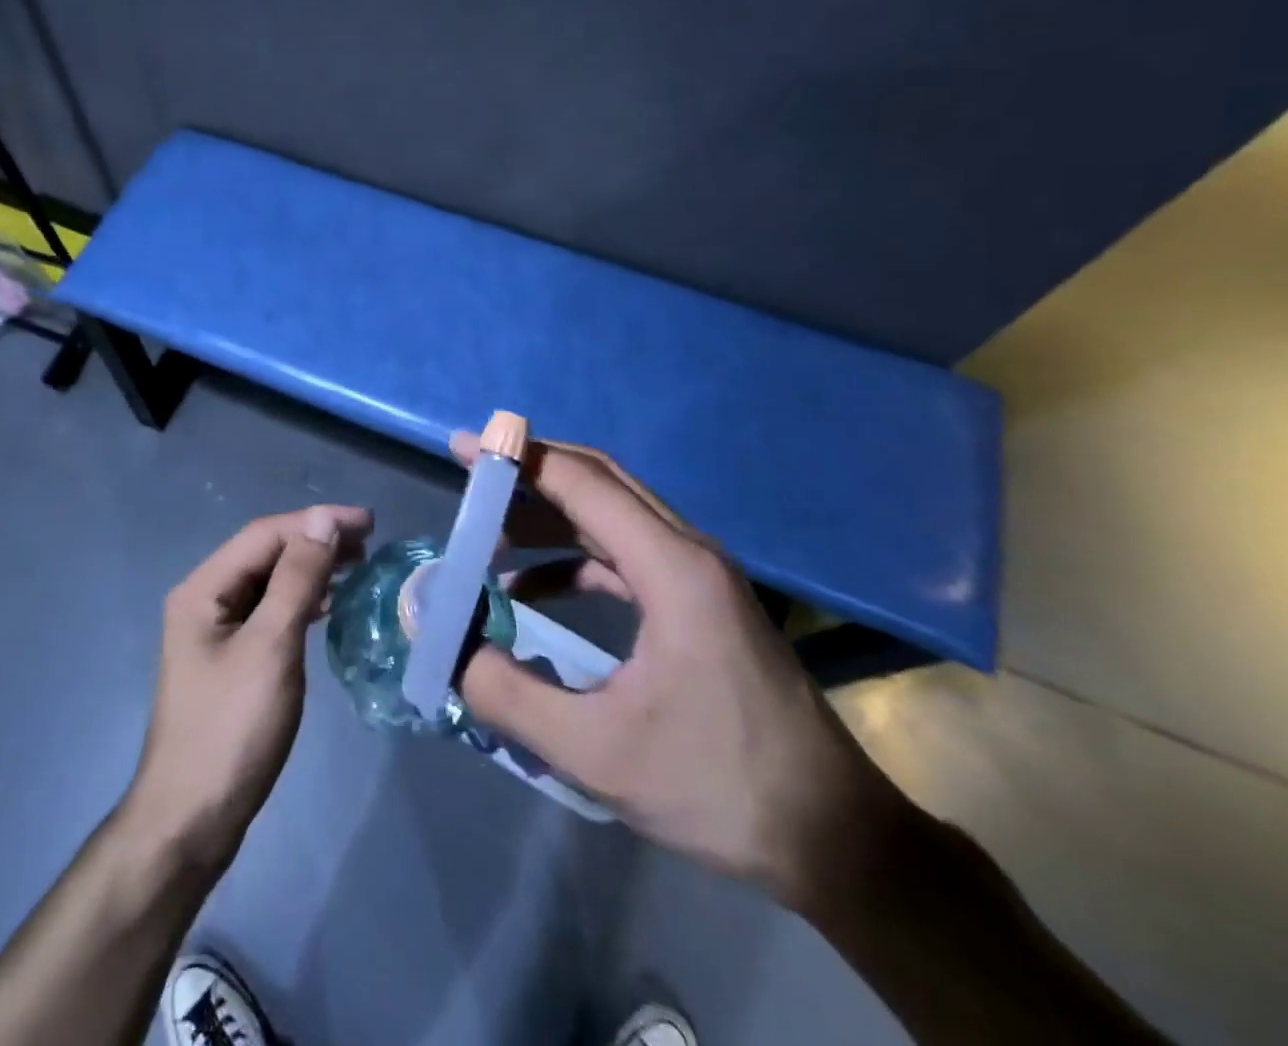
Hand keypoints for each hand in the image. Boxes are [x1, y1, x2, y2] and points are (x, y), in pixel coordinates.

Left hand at [123, 504, 372, 874]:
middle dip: (315, 541)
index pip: (264, 534)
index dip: (316, 521)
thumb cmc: (231, 729)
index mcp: (203, 589)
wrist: (192, 819)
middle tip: (368, 543)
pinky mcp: (230, 659)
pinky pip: (269, 612)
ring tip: (356, 566)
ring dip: (310, 569)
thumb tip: (323, 520)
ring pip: (269, 582)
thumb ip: (297, 578)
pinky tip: (326, 606)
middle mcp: (204, 600)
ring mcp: (215, 631)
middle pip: (265, 553)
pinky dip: (300, 601)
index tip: (368, 523)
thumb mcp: (271, 647)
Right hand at [452, 432, 901, 907]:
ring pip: (611, 515)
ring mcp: (698, 576)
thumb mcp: (599, 753)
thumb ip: (510, 696)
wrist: (835, 838)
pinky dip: (572, 559)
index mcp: (671, 568)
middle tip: (470, 485)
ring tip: (489, 540)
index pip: (582, 482)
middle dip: (529, 476)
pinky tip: (532, 592)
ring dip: (549, 517)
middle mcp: (687, 552)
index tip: (463, 448)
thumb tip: (452, 649)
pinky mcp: (699, 603)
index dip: (517, 459)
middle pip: (599, 482)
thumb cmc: (720, 786)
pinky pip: (623, 555)